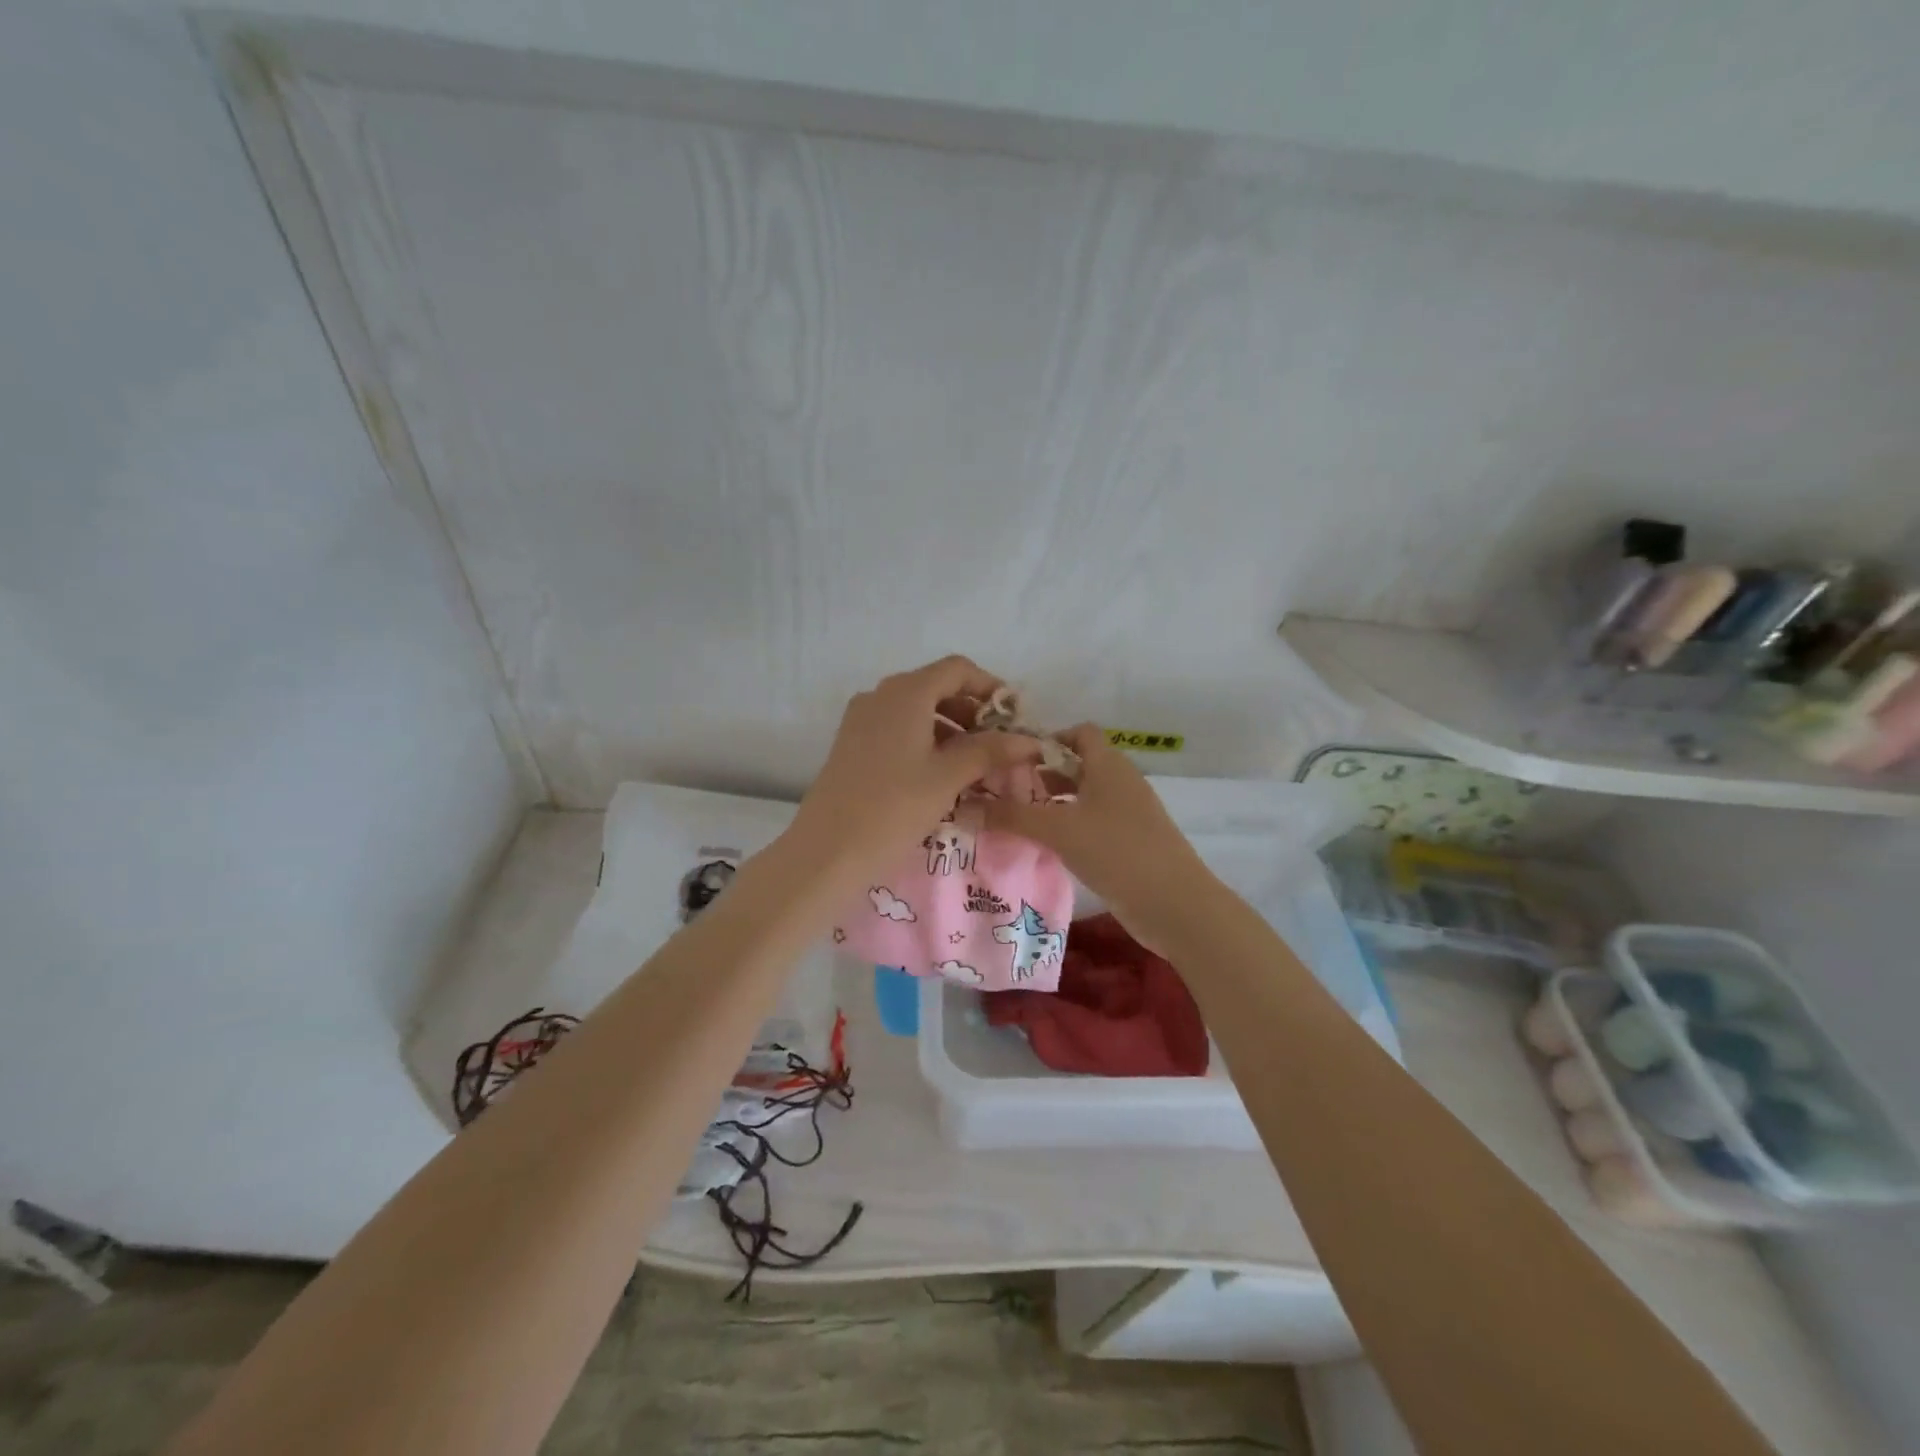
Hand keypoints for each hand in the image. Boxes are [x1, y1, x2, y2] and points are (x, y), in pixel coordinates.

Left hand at [790, 656, 1042, 879]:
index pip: (957, 669)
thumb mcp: (948, 777)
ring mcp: (861, 719)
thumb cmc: (893, 807)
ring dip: (950, 728)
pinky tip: (941, 773)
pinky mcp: (852, 744)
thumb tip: (1028, 740)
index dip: (990, 687)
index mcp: (906, 692)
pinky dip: (925, 740)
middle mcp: (881, 695)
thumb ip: (990, 751)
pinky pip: (898, 729)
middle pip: (936, 687)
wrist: (827, 851)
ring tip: (976, 764)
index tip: (1014, 716)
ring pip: (917, 710)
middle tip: (999, 745)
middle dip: (972, 711)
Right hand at [983, 724, 1218, 951]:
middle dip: (1042, 774)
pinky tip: (1045, 847)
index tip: (1013, 758)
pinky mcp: (1130, 843)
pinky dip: (1069, 828)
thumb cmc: (1116, 850)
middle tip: (1003, 791)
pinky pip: (1093, 824)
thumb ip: (1011, 816)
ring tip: (1016, 819)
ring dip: (1053, 804)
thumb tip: (964, 806)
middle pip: (1078, 765)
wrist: (1175, 904)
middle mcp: (1120, 782)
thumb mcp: (1057, 830)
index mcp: (1109, 764)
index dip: (1047, 738)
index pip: (1079, 732)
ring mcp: (1128, 814)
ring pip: (1084, 797)